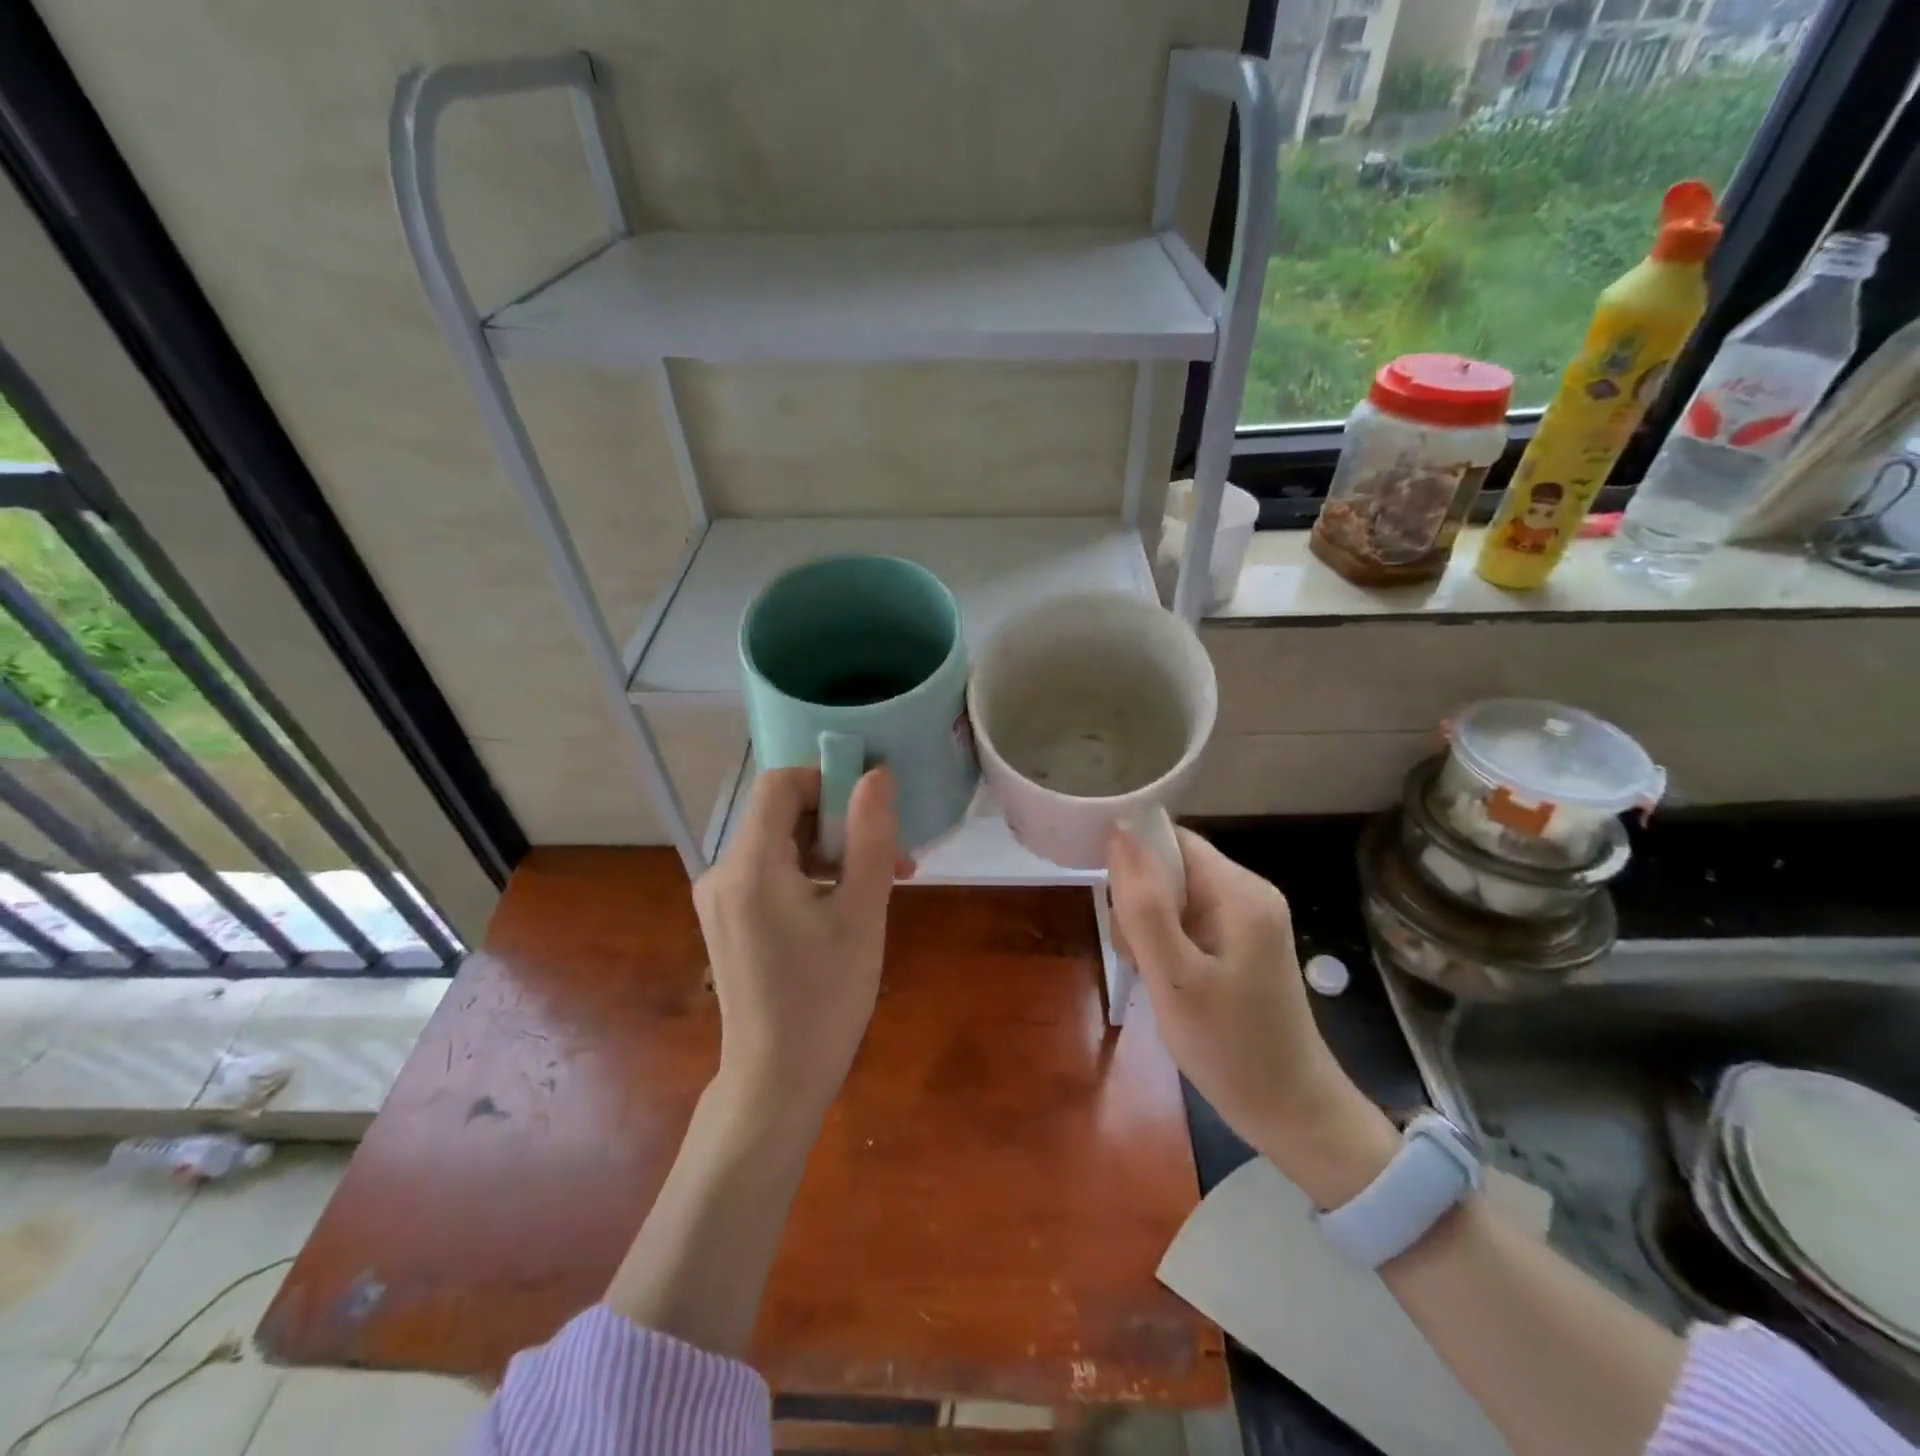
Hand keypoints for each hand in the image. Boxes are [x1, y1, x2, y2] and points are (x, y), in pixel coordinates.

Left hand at [694, 766, 904, 1123]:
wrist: (776, 1081)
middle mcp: (722, 871)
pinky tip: (843, 907)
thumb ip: (870, 836)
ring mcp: (719, 897)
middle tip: (891, 859)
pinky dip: (809, 875)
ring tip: (878, 885)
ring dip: (830, 852)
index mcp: (750, 865)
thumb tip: (878, 775)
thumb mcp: (861, 912)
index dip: (828, 781)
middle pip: (781, 814)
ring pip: (780, 843)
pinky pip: (770, 873)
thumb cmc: (825, 997)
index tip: (871, 811)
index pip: (781, 783)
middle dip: (839, 824)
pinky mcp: (726, 919)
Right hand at [1107, 826, 1395, 1202]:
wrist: (1290, 1113)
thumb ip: (1144, 905)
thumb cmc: (1230, 1047)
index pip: (1171, 840)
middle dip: (1139, 902)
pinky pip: (1187, 922)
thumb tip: (1119, 832)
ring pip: (1173, 896)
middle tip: (1136, 956)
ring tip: (1150, 975)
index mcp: (1240, 891)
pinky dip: (1165, 944)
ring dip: (1148, 927)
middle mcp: (1248, 893)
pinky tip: (1164, 980)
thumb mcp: (1175, 978)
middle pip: (1171, 867)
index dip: (1132, 859)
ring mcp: (1246, 920)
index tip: (1111, 904)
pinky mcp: (1240, 944)